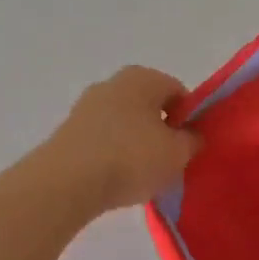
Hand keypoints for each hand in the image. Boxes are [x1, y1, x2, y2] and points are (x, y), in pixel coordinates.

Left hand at [44, 65, 202, 211]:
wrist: (66, 182)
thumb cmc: (131, 158)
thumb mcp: (177, 154)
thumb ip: (192, 141)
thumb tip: (190, 135)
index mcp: (143, 77)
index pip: (179, 92)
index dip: (189, 119)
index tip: (189, 146)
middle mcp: (113, 83)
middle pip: (149, 106)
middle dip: (161, 131)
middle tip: (169, 162)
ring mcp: (86, 106)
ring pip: (125, 123)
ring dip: (136, 144)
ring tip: (141, 176)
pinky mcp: (68, 131)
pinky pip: (103, 139)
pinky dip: (113, 155)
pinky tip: (116, 179)